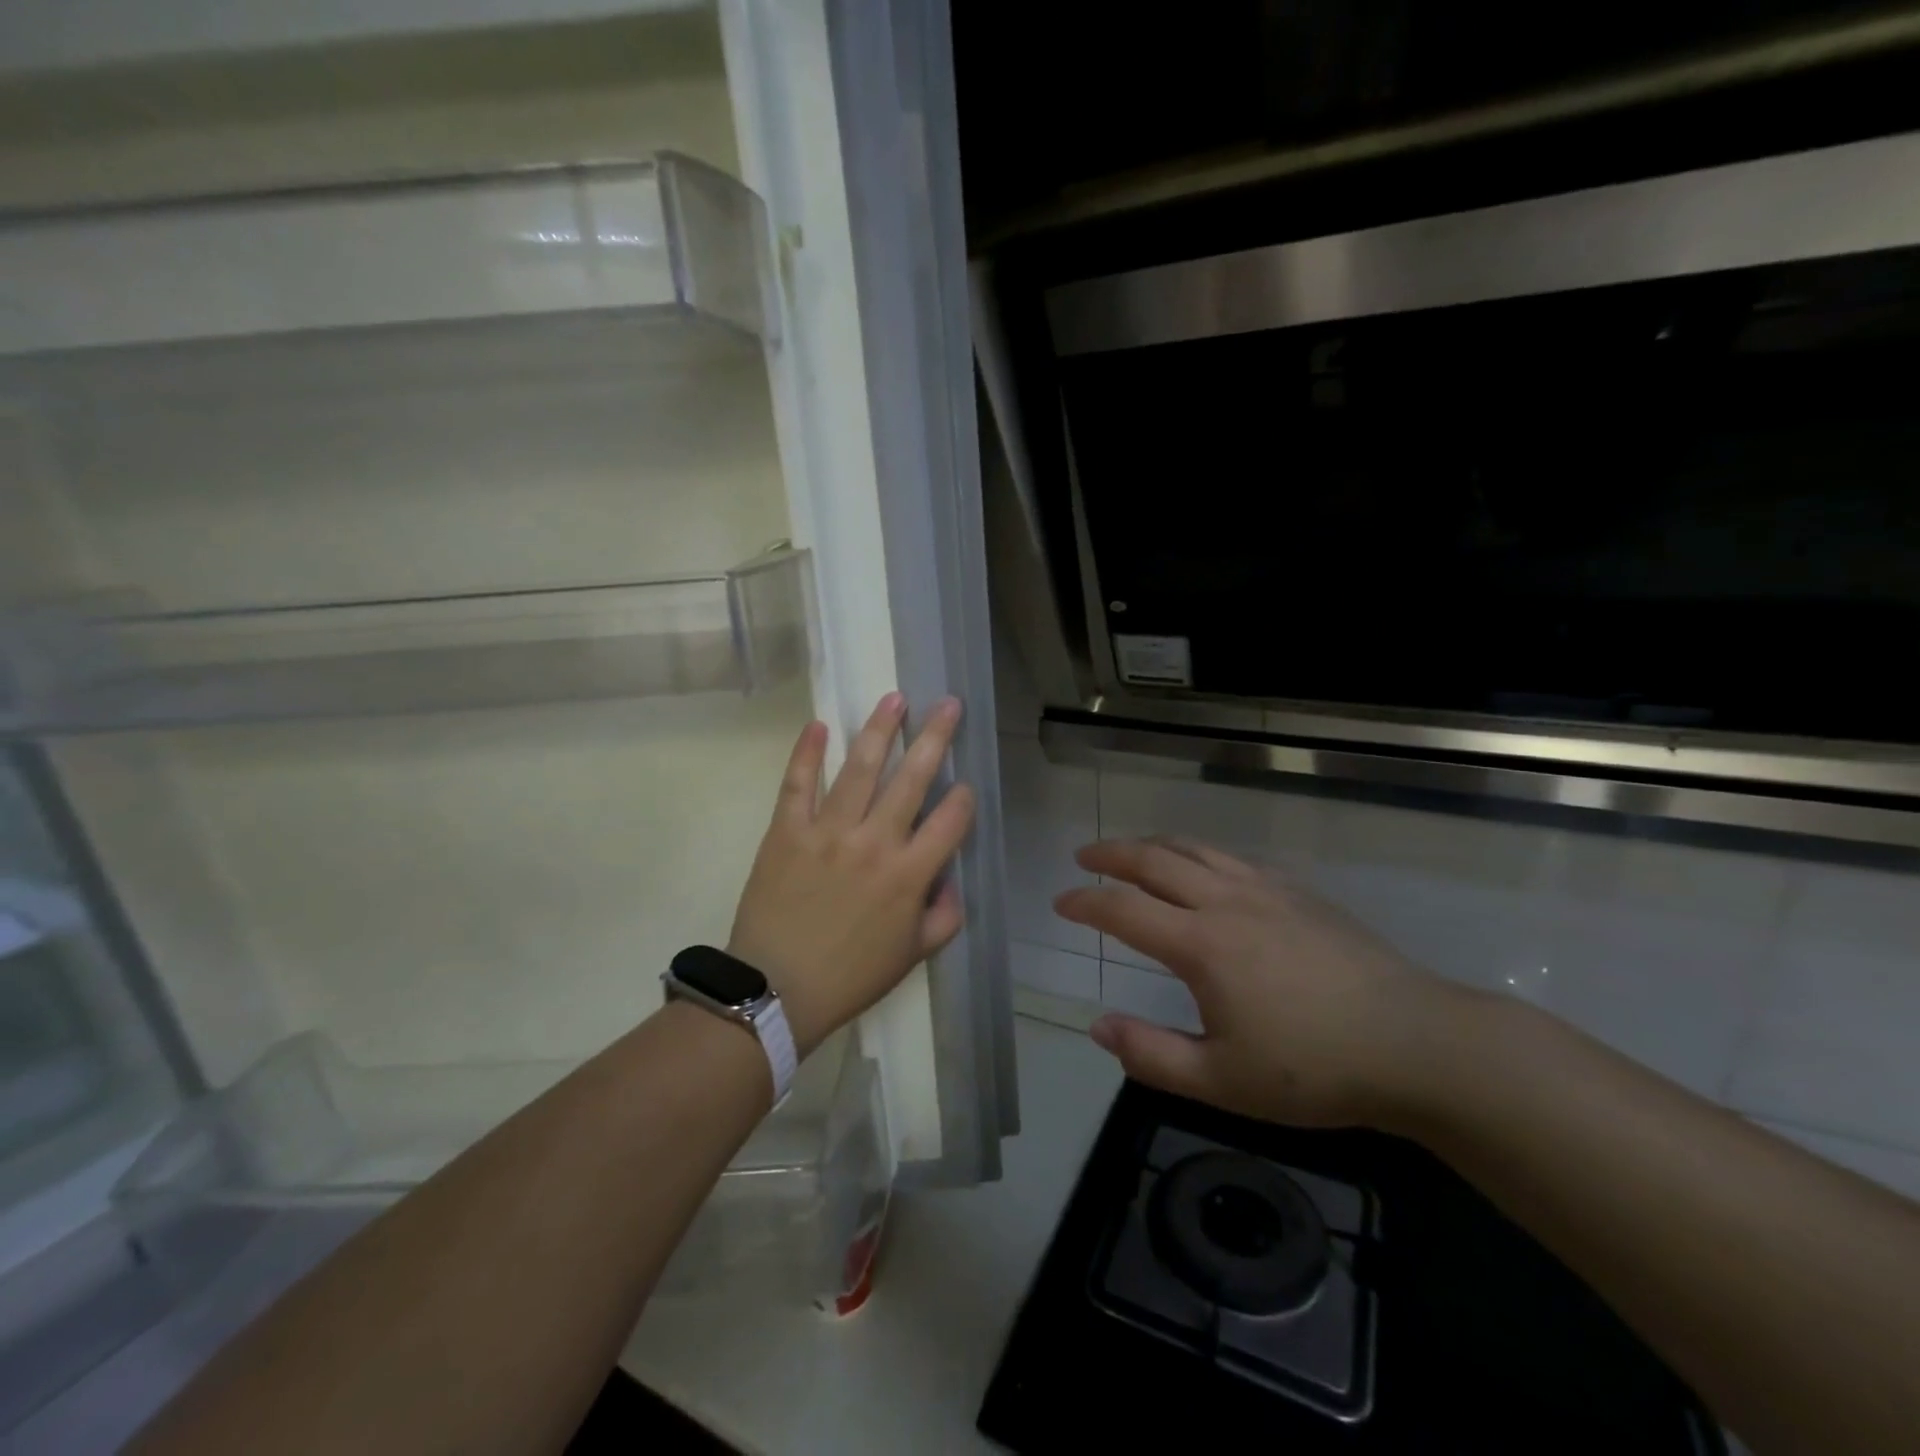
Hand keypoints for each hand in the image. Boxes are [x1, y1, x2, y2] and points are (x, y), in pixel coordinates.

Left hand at [727, 693, 974, 1057]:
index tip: (964, 786)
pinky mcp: (787, 831)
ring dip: (880, 730)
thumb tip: (953, 881)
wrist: (775, 992)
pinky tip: (819, 725)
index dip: (963, 798)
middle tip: (948, 704)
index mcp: (909, 875)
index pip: (950, 820)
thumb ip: (944, 917)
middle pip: (912, 779)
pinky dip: (806, 753)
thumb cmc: (850, 977)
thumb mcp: (912, 955)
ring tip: (895, 698)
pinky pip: (798, 784)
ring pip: (859, 769)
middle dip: (935, 738)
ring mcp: (828, 832)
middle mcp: (874, 843)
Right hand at [1055, 837, 1471, 1129]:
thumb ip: (1151, 1056)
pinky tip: (1202, 868)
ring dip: (1153, 844)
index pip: (1124, 909)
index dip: (1086, 902)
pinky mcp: (1298, 892)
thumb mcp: (1222, 1082)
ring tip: (1130, 850)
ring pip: (1195, 848)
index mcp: (1201, 945)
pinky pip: (1232, 858)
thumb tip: (1097, 1027)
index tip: (1061, 901)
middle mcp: (1226, 902)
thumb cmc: (1314, 1069)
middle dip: (1111, 854)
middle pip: (1154, 859)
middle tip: (1084, 857)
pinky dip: (1199, 853)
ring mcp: (1266, 890)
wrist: (1416, 1044)